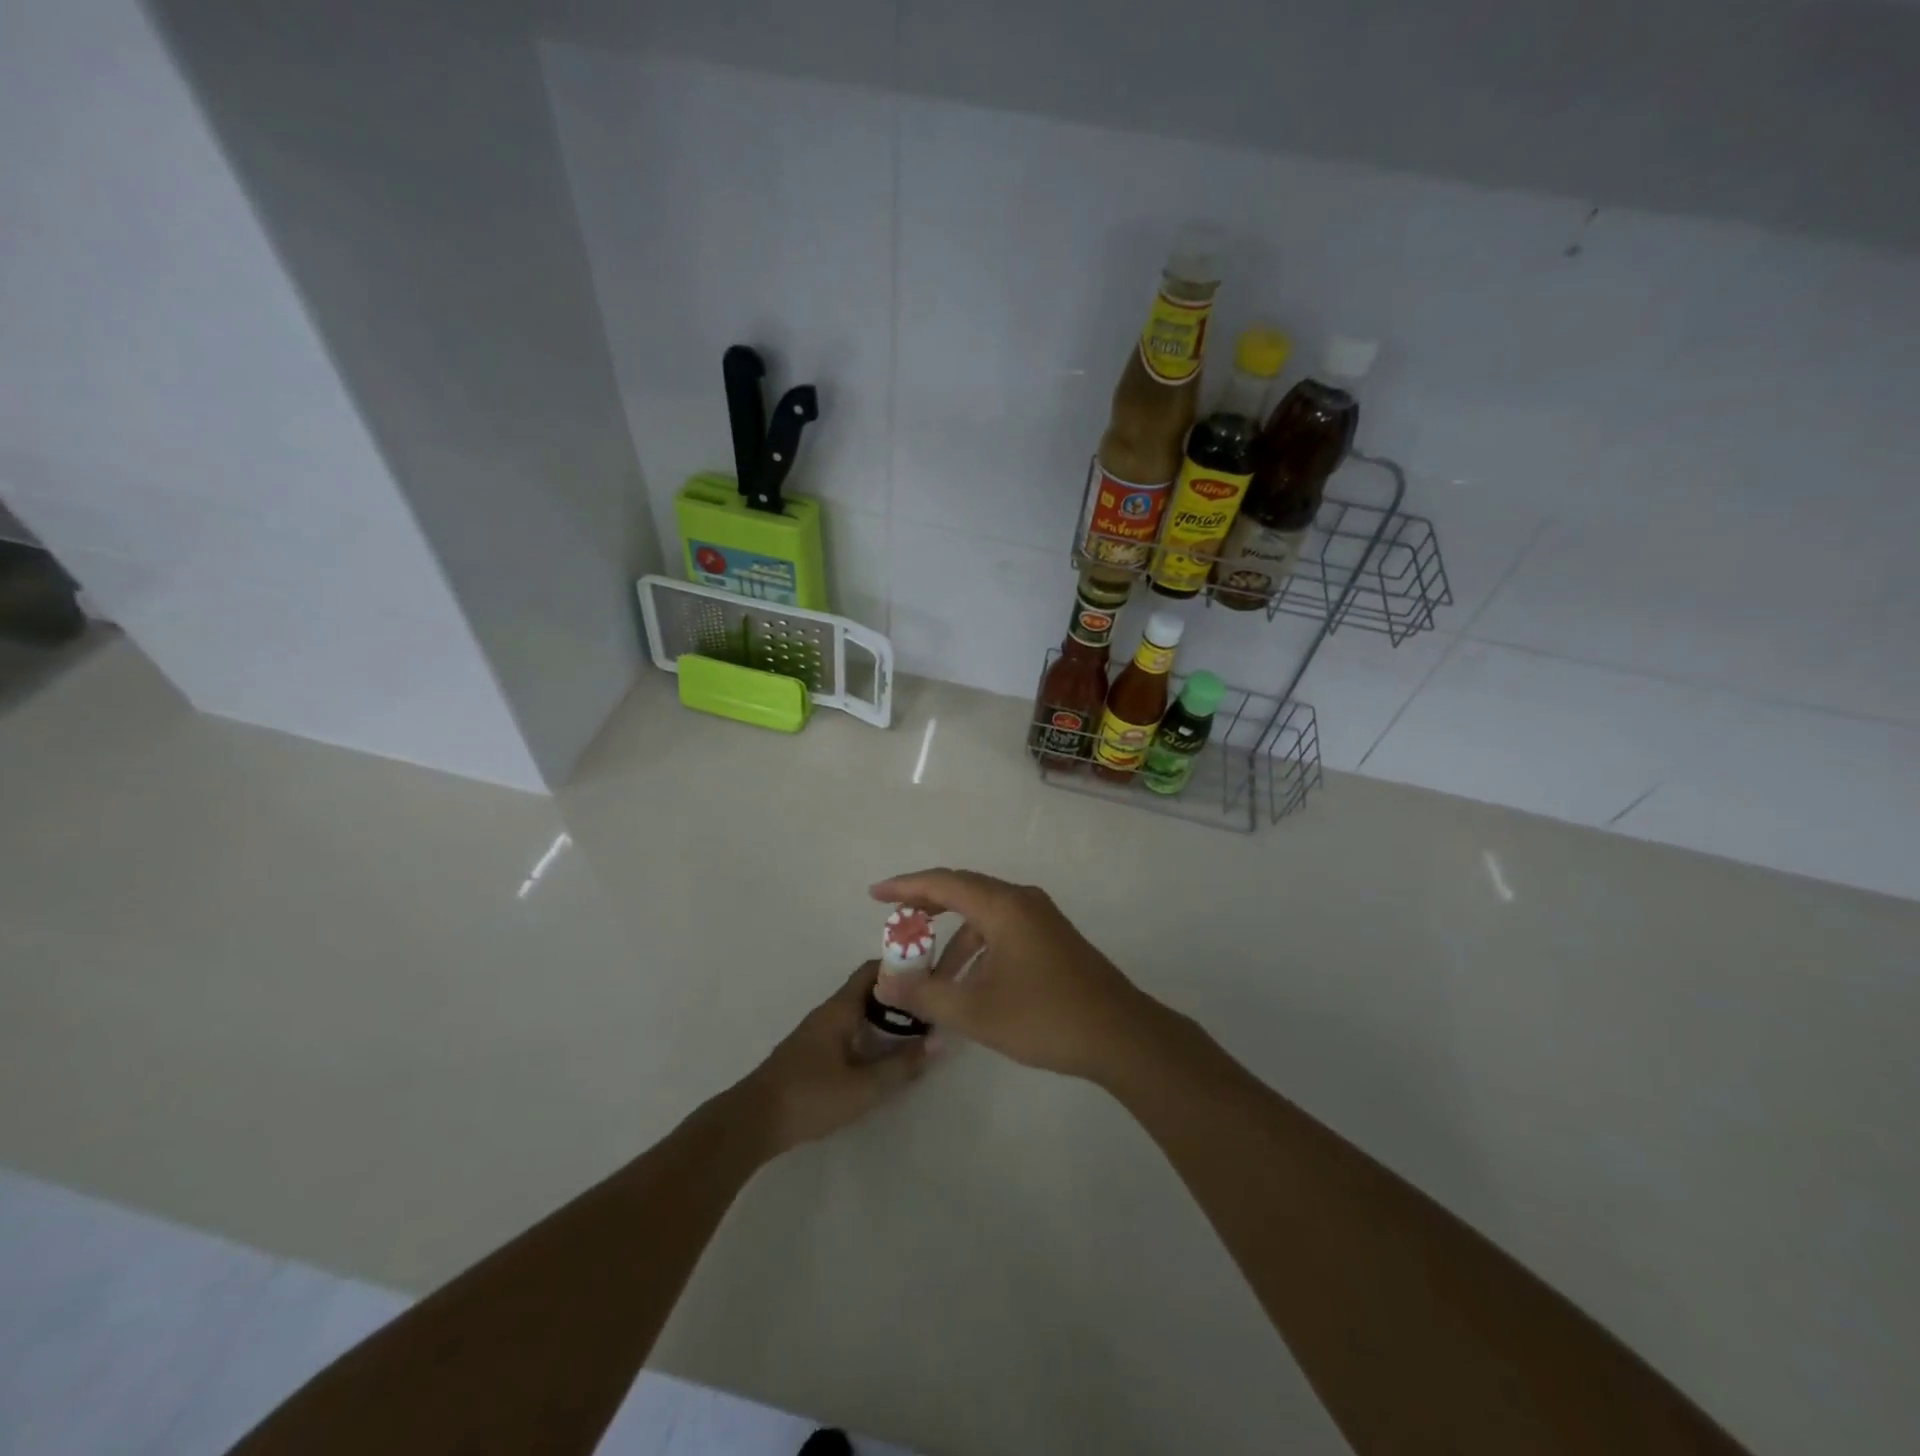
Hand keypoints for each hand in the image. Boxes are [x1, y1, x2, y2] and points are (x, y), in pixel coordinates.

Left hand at [736, 961, 931, 1155]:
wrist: (753, 1122)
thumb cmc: (810, 1097)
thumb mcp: (863, 1087)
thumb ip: (901, 1066)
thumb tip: (938, 1042)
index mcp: (840, 1009)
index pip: (873, 971)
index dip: (901, 967)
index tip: (930, 976)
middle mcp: (829, 1012)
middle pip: (868, 990)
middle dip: (899, 995)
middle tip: (931, 1008)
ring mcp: (818, 1032)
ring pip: (859, 1012)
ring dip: (885, 1016)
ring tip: (915, 1031)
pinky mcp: (812, 1053)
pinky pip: (849, 1030)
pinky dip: (870, 1033)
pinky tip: (883, 1054)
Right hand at [868, 869, 1159, 1081]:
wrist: (1121, 1035)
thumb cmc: (1046, 1018)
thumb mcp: (976, 1012)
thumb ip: (926, 994)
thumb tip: (885, 983)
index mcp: (1003, 906)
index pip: (943, 883)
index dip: (905, 887)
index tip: (875, 895)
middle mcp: (1022, 901)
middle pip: (964, 891)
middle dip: (926, 908)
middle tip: (896, 927)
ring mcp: (1042, 918)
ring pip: (984, 915)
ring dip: (954, 939)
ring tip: (931, 976)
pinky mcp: (1053, 938)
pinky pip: (1003, 929)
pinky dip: (978, 948)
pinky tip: (969, 982)